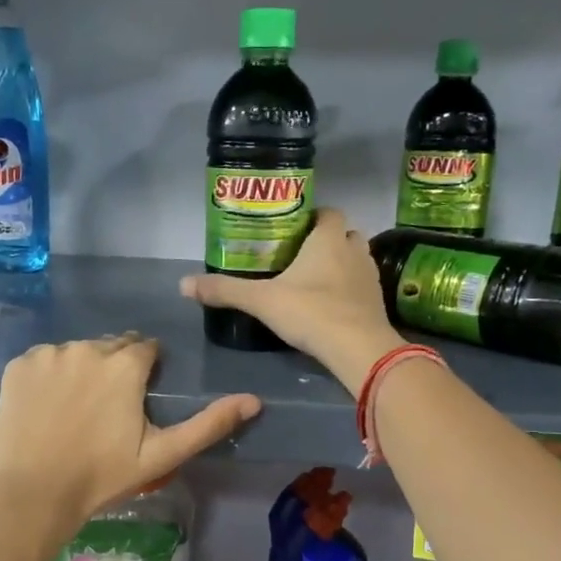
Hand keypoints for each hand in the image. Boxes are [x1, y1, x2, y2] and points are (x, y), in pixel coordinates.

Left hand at [0, 334, 260, 527]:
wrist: (31, 495)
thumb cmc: (101, 477)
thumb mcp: (162, 454)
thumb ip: (208, 424)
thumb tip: (254, 400)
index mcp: (125, 363)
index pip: (146, 348)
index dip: (147, 372)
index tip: (137, 400)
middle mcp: (88, 347)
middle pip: (111, 347)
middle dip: (115, 369)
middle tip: (107, 412)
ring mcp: (49, 354)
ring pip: (76, 353)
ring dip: (81, 371)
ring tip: (75, 413)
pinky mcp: (18, 366)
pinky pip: (43, 362)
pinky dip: (48, 378)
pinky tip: (46, 409)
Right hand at [180, 209, 404, 394]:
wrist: (358, 348)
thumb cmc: (310, 312)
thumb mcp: (261, 301)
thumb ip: (225, 291)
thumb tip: (183, 284)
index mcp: (328, 239)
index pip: (328, 212)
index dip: (314, 216)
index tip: (294, 229)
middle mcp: (354, 250)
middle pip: (345, 234)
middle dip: (327, 240)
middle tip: (301, 255)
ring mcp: (370, 276)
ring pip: (356, 259)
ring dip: (341, 264)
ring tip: (316, 280)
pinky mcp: (377, 302)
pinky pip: (362, 286)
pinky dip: (349, 289)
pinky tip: (331, 305)